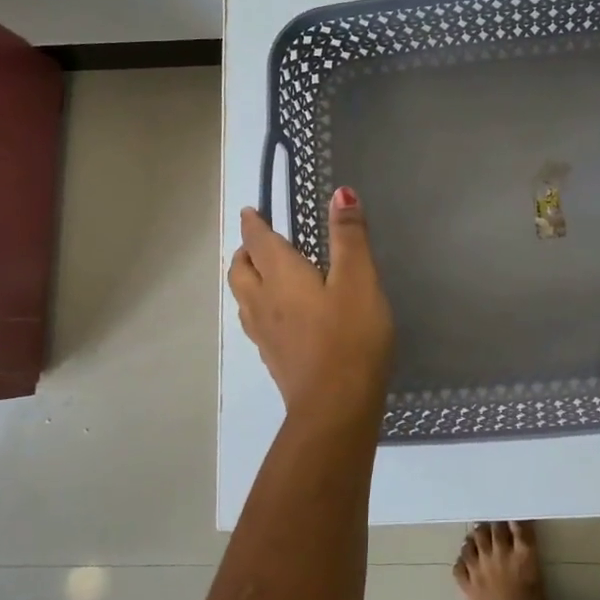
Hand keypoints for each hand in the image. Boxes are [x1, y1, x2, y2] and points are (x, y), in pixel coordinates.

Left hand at [229, 187, 394, 428]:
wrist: (336, 406)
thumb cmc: (350, 336)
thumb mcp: (359, 279)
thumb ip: (349, 236)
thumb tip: (340, 193)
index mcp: (281, 276)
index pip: (259, 242)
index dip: (254, 224)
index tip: (251, 212)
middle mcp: (263, 302)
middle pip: (241, 271)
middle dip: (246, 252)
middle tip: (258, 243)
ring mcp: (265, 335)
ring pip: (243, 299)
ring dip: (247, 280)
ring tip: (262, 275)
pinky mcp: (274, 359)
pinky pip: (255, 323)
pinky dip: (258, 308)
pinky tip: (278, 318)